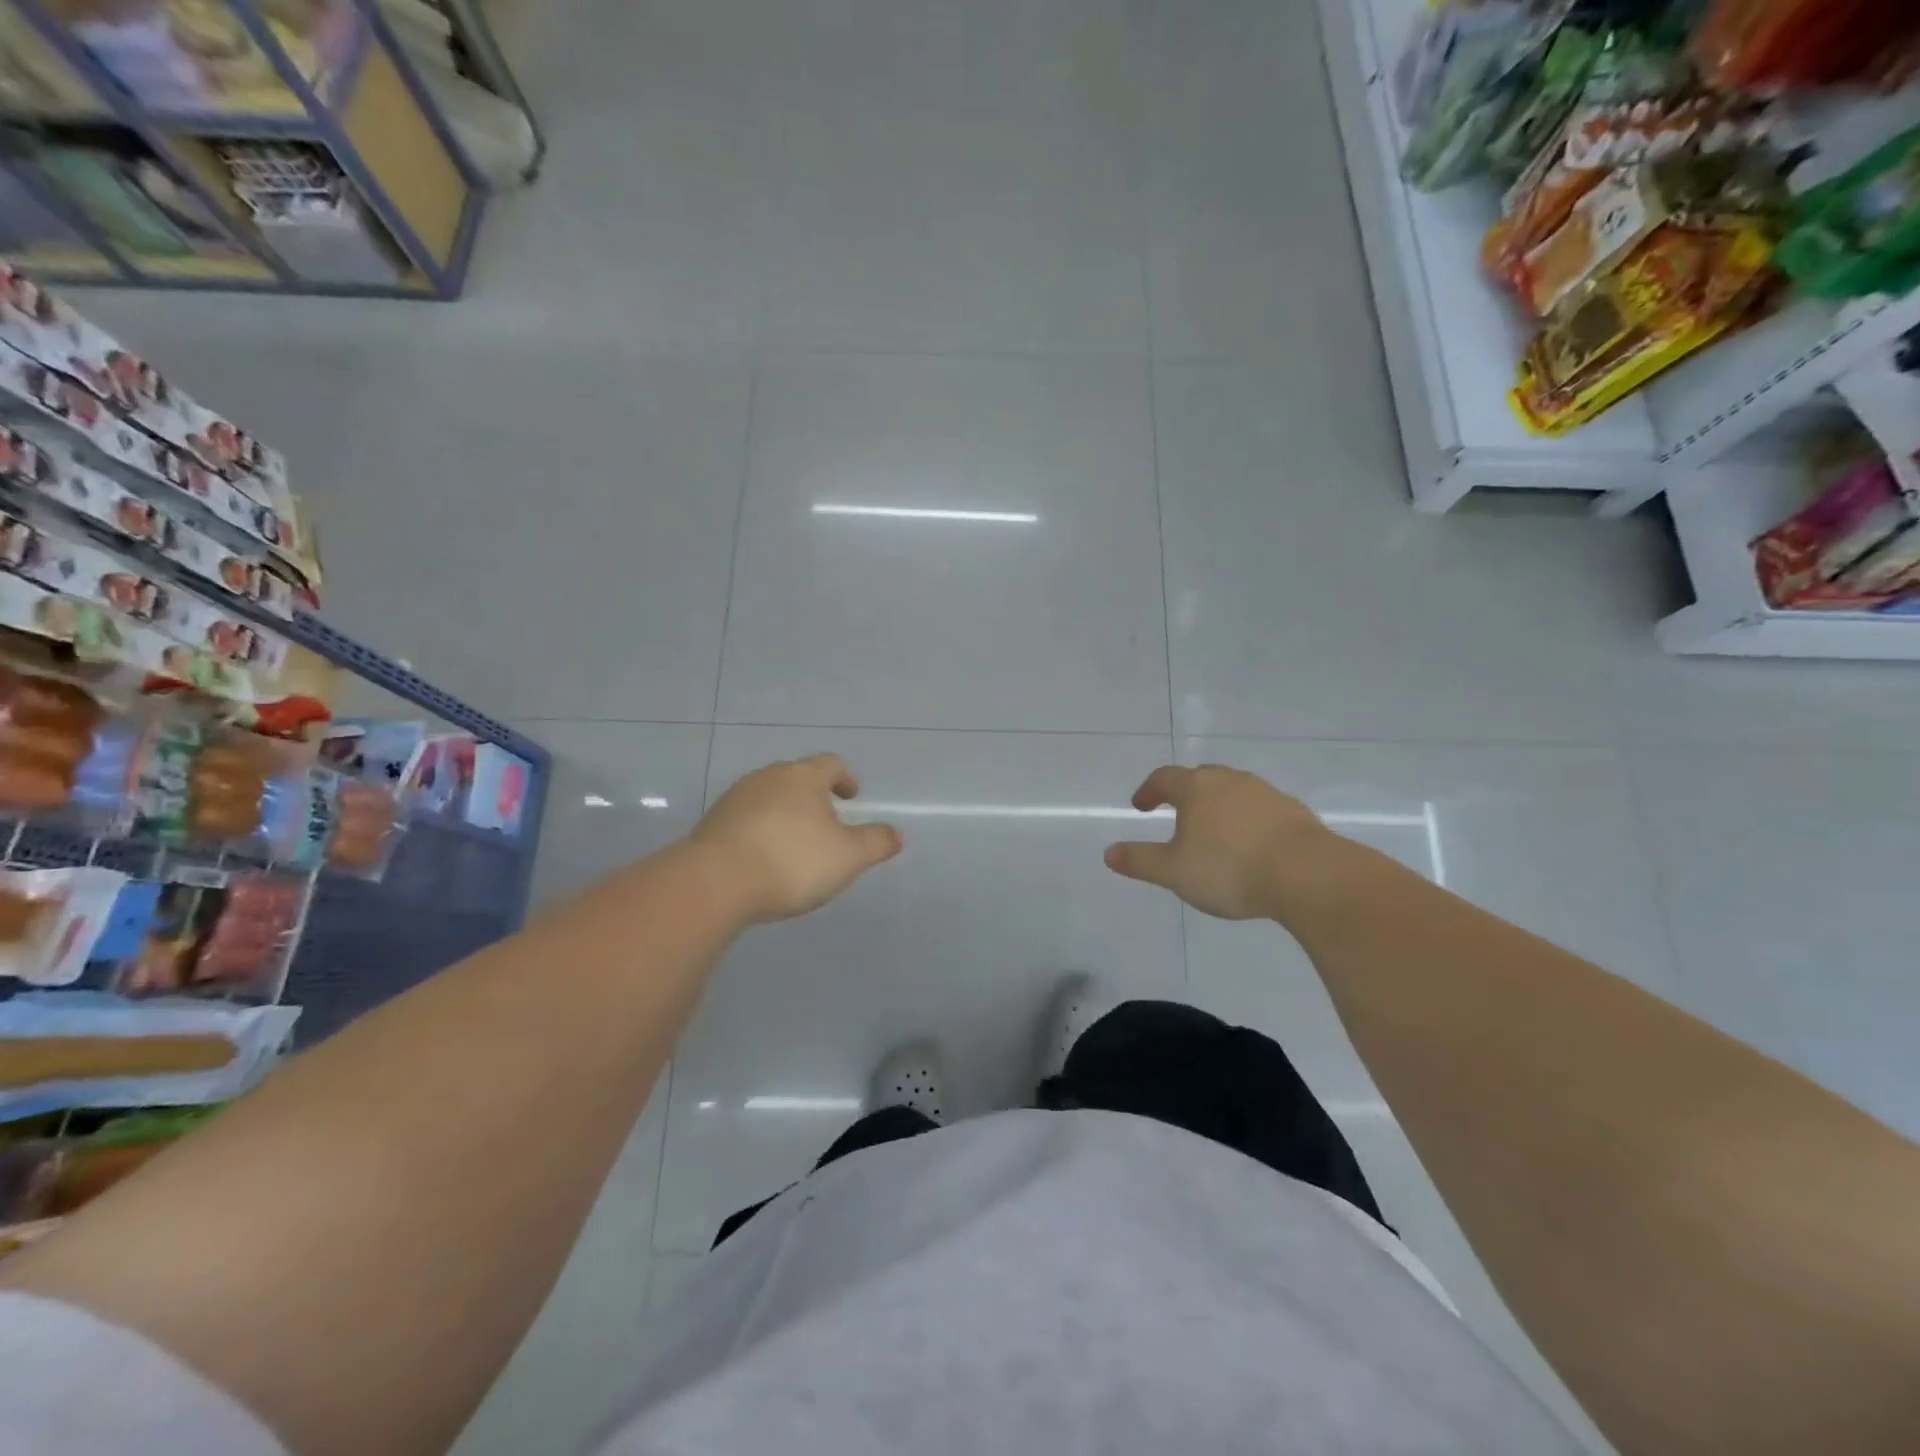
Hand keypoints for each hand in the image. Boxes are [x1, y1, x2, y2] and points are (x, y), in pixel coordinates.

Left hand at [691, 755, 901, 922]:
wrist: (715, 882)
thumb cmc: (791, 862)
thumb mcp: (848, 857)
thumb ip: (875, 843)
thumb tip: (896, 834)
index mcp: (804, 777)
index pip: (831, 764)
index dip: (845, 778)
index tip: (851, 795)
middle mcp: (769, 777)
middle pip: (797, 776)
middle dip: (813, 794)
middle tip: (826, 818)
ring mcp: (736, 797)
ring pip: (769, 795)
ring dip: (785, 811)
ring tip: (794, 839)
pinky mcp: (713, 821)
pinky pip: (746, 817)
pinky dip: (760, 828)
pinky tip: (763, 855)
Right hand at [1104, 764, 1339, 920]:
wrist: (1307, 875)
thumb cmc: (1230, 869)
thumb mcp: (1174, 872)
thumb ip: (1140, 861)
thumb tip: (1109, 853)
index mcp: (1196, 788)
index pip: (1164, 778)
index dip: (1149, 790)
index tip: (1141, 805)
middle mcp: (1229, 780)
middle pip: (1200, 778)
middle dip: (1184, 793)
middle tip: (1175, 813)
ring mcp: (1265, 792)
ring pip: (1232, 791)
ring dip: (1217, 805)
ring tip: (1213, 831)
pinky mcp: (1293, 811)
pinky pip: (1259, 808)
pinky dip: (1246, 819)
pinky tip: (1249, 844)